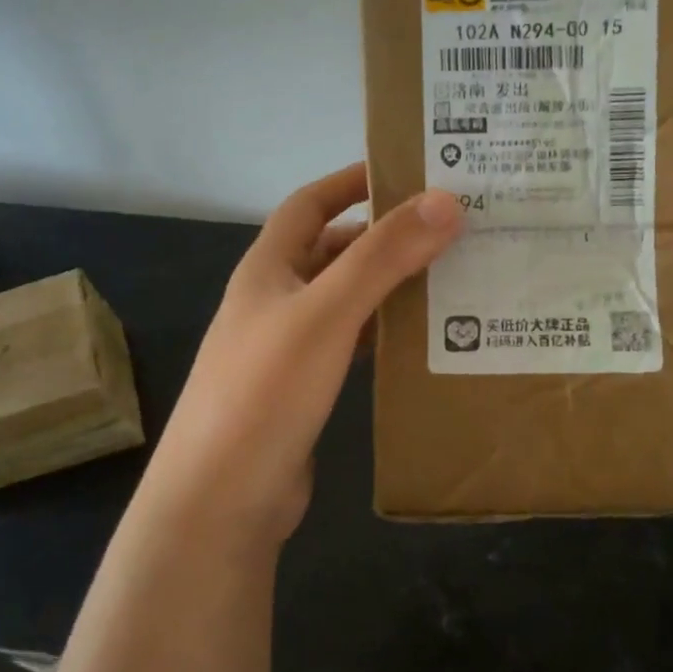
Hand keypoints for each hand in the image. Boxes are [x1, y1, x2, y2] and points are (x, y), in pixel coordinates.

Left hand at [139, 163, 461, 543]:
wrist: (221, 499)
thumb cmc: (266, 391)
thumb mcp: (326, 313)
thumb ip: (383, 257)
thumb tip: (445, 201)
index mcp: (268, 269)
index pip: (310, 204)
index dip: (351, 181)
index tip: (407, 171)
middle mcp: (275, 300)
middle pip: (334, 251)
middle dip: (384, 236)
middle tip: (449, 229)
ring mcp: (289, 347)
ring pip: (347, 299)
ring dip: (390, 285)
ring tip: (451, 276)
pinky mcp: (305, 389)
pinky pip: (352, 344)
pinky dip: (384, 332)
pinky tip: (424, 338)